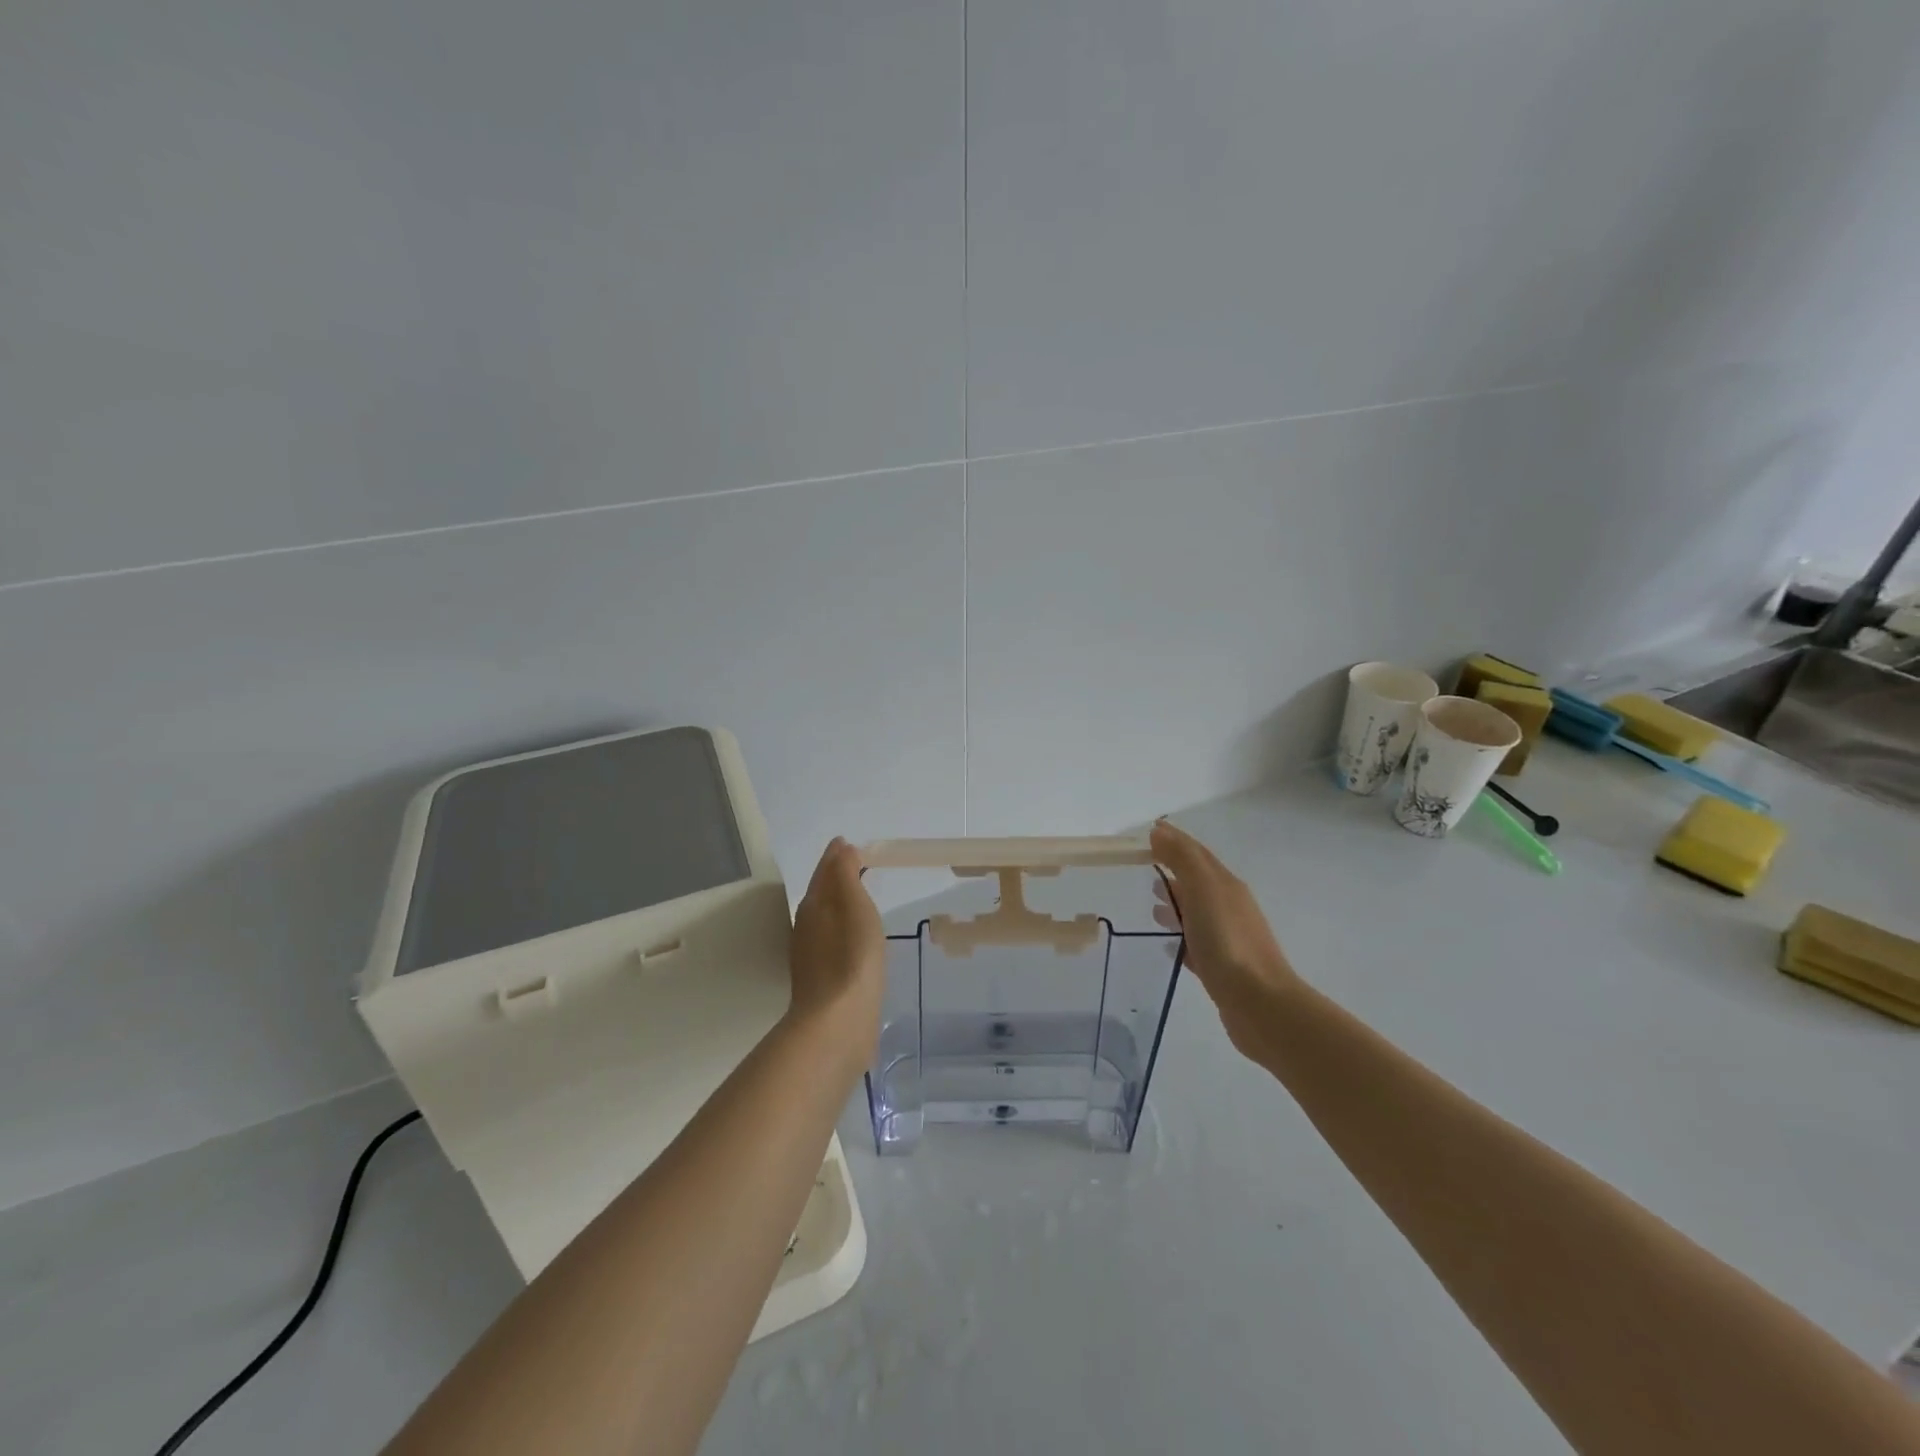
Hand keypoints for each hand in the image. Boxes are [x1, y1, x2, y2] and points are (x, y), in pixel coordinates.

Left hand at [787, 838, 885, 1078]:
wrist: (837, 1024)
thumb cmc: (850, 957)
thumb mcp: (853, 906)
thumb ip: (845, 874)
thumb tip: (841, 848)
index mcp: (813, 906)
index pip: (824, 871)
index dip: (837, 856)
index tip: (852, 844)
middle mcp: (807, 927)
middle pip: (821, 893)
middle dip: (837, 877)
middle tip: (859, 864)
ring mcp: (812, 955)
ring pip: (826, 918)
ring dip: (840, 904)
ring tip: (861, 897)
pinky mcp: (824, 980)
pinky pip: (834, 941)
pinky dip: (845, 929)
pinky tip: (858, 938)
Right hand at [1151, 819, 1302, 1064]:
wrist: (1260, 1004)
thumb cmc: (1227, 941)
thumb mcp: (1203, 890)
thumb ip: (1182, 859)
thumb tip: (1160, 831)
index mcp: (1226, 885)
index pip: (1196, 853)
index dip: (1173, 840)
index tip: (1146, 834)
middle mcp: (1230, 907)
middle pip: (1198, 881)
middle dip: (1172, 871)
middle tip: (1143, 868)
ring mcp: (1228, 938)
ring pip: (1197, 912)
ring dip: (1176, 904)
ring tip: (1152, 906)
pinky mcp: (1222, 968)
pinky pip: (1196, 943)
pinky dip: (1181, 937)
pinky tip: (1168, 946)